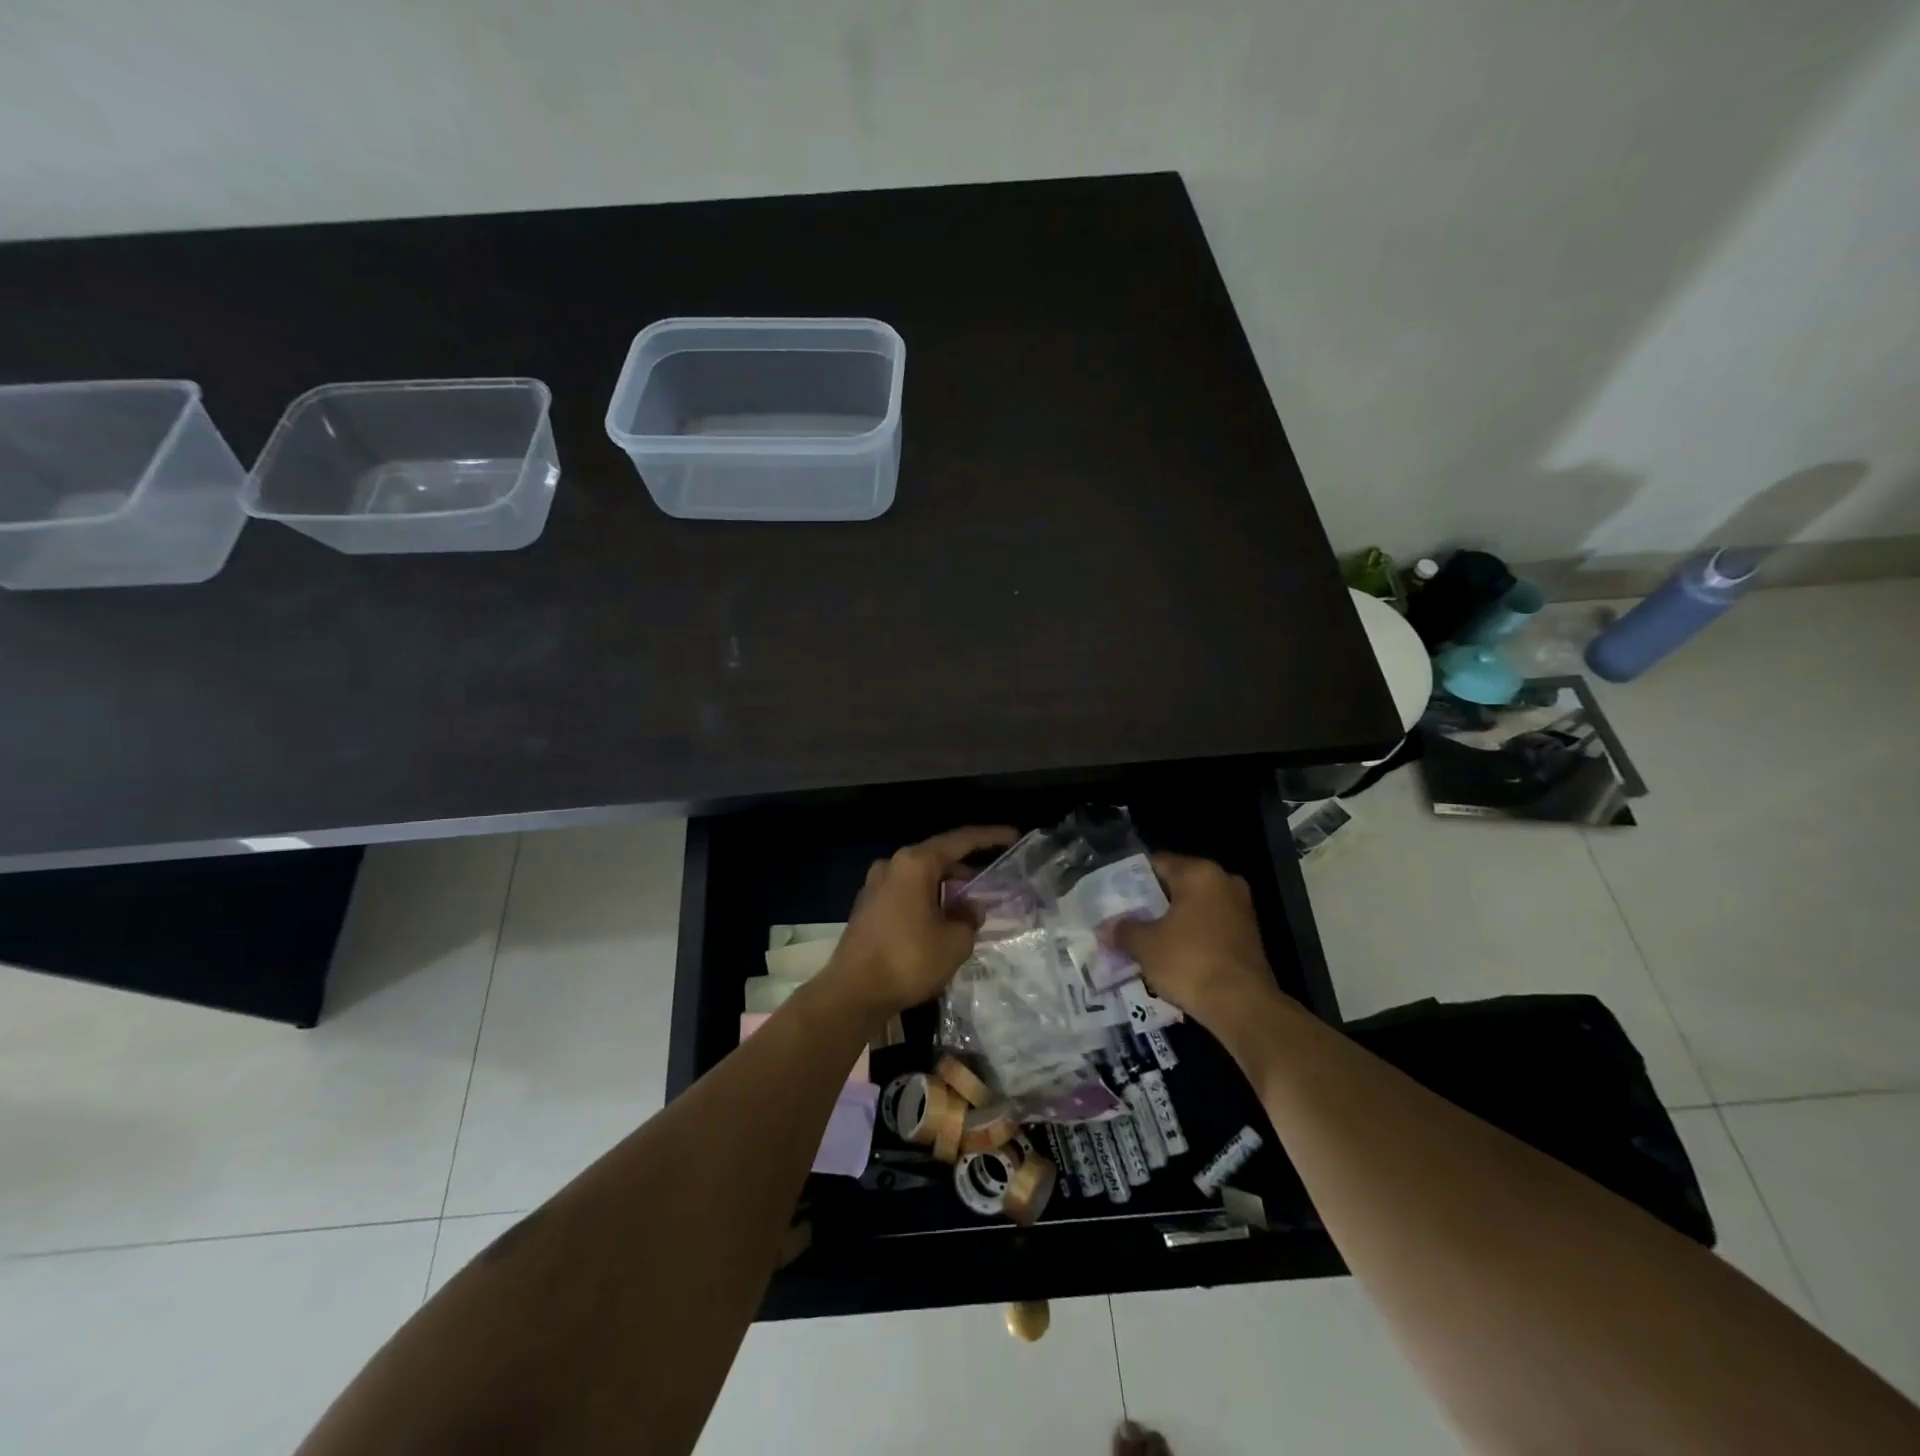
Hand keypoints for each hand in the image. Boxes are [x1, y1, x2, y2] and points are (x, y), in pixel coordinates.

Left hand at [827, 826, 1019, 1018]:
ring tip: (966, 911)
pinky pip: (905, 894)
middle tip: (989, 888)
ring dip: (944, 889)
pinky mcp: (866, 908)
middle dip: (965, 872)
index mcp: (915, 863)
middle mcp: (892, 865)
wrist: (853, 992)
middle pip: (938, 859)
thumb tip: (968, 908)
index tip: (1013, 836)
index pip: (961, 841)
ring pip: (920, 878)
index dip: (990, 837)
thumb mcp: (955, 941)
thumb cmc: (909, 960)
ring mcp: (875, 886)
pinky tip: (938, 923)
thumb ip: (969, 918)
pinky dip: (925, 901)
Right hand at [1110, 852, 1284, 1027]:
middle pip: (1178, 885)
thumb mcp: (1144, 945)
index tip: (1114, 897)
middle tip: (1126, 919)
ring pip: (1195, 908)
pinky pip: (1210, 927)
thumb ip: (1123, 930)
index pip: (1157, 863)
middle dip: (1152, 902)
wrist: (1243, 1007)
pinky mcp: (1250, 937)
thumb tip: (1106, 929)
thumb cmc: (1189, 962)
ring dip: (1172, 921)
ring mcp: (1241, 909)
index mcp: (1200, 873)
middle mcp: (1225, 882)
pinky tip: (1172, 956)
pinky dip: (1192, 937)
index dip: (1132, 879)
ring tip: (1145, 940)